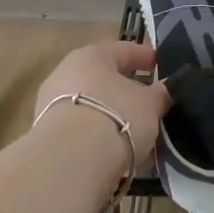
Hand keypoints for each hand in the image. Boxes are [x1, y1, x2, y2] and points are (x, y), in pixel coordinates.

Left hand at [36, 40, 171, 161]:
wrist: (69, 162)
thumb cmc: (115, 116)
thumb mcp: (150, 104)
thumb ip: (160, 94)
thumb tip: (167, 89)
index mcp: (91, 56)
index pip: (122, 50)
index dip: (144, 56)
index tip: (159, 64)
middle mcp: (65, 74)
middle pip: (102, 79)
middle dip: (125, 90)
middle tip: (148, 102)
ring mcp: (50, 106)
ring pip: (91, 107)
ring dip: (112, 117)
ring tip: (136, 133)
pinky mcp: (46, 138)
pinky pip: (81, 132)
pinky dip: (99, 138)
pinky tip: (118, 152)